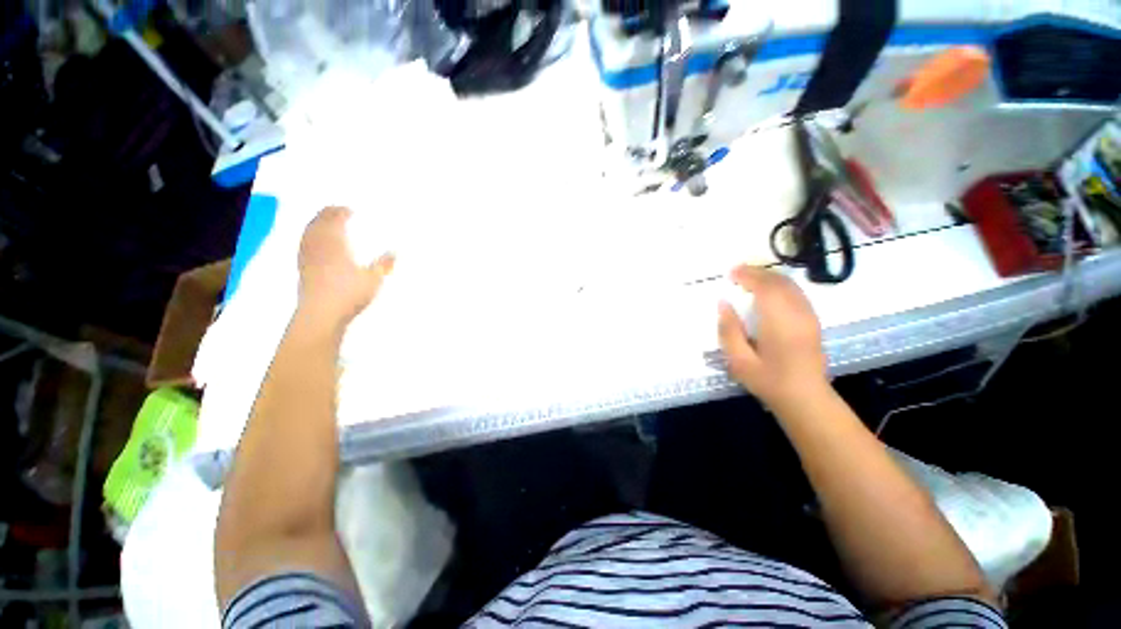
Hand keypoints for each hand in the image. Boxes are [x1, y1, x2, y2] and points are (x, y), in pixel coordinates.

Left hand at [296, 207, 393, 331]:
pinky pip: (303, 244)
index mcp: (335, 244)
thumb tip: (394, 252)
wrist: (321, 313)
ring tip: (324, 222)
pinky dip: (309, 237)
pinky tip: (315, 243)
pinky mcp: (302, 269)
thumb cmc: (349, 293)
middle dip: (326, 214)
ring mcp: (307, 257)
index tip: (349, 210)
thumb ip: (383, 264)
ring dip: (316, 223)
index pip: (334, 220)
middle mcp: (317, 246)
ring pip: (308, 232)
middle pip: (318, 223)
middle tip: (336, 210)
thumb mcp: (374, 279)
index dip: (341, 212)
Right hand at [717, 265, 828, 410]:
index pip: (765, 288)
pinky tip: (767, 290)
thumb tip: (723, 303)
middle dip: (757, 273)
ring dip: (769, 277)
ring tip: (749, 278)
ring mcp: (809, 316)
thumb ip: (729, 330)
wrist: (806, 398)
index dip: (748, 276)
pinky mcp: (813, 320)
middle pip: (779, 282)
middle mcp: (798, 314)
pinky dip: (780, 285)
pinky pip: (796, 293)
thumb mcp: (738, 361)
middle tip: (736, 272)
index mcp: (779, 323)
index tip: (731, 273)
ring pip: (790, 285)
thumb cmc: (768, 381)